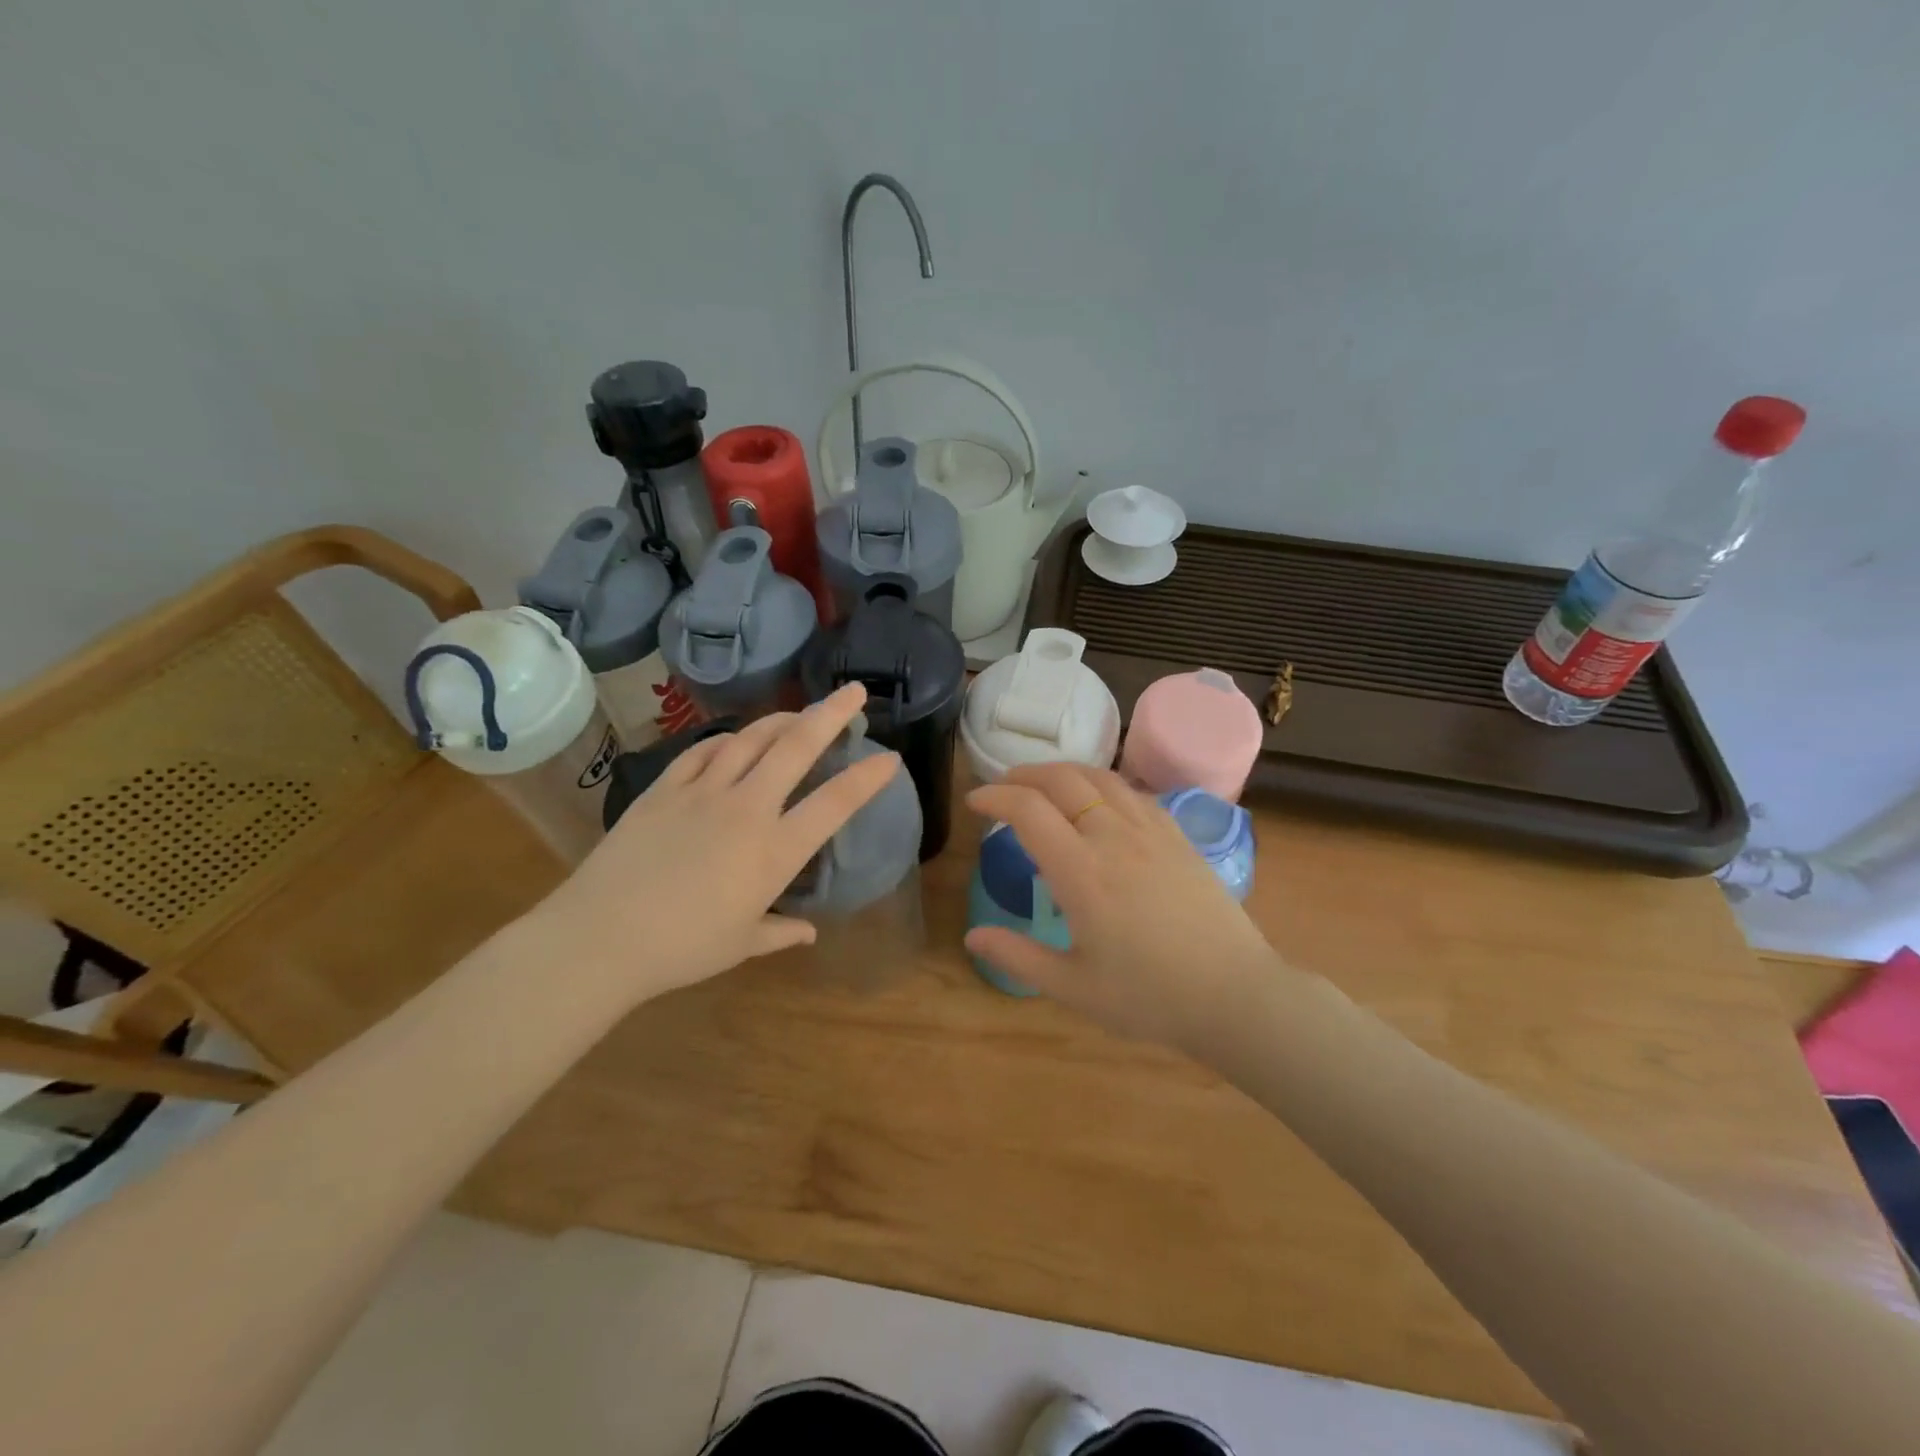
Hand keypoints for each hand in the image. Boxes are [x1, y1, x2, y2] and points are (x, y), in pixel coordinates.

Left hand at [534, 684, 899, 1002]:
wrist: (600, 937)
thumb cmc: (682, 949)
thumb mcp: (741, 945)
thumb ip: (781, 932)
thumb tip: (809, 932)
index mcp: (775, 851)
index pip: (835, 804)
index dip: (868, 778)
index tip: (890, 759)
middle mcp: (747, 809)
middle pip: (796, 748)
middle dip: (832, 714)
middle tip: (855, 692)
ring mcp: (703, 792)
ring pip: (751, 739)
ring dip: (782, 719)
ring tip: (801, 712)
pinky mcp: (665, 789)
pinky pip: (702, 751)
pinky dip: (726, 740)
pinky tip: (734, 739)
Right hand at [964, 763, 1286, 1049]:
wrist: (1234, 995)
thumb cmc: (1149, 997)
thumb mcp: (1073, 987)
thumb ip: (1018, 956)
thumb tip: (972, 936)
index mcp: (1081, 873)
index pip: (1028, 810)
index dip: (995, 797)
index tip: (975, 802)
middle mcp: (1114, 838)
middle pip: (1062, 780)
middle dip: (1024, 775)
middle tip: (1003, 787)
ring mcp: (1151, 832)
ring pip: (1100, 777)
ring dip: (1063, 771)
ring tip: (1043, 784)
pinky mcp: (1178, 836)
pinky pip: (1133, 792)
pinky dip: (1102, 783)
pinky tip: (1098, 800)